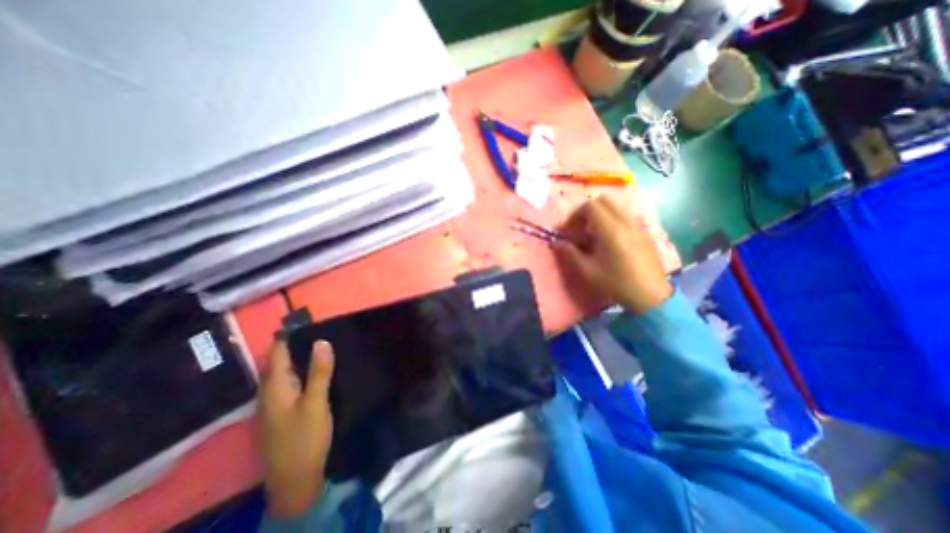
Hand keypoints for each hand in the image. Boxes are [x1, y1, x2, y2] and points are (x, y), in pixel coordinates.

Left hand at [259, 339, 335, 516]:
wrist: (294, 480)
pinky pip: (291, 383)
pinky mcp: (283, 412)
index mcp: (274, 387)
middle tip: (321, 329)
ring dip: (300, 358)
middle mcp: (270, 392)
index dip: (289, 335)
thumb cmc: (305, 439)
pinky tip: (318, 371)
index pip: (277, 352)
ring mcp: (275, 404)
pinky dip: (302, 372)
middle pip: (280, 361)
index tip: (307, 319)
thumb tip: (322, 341)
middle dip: (297, 344)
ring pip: (286, 372)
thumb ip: (319, 372)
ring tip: (323, 344)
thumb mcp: (316, 403)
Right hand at [555, 194, 670, 311]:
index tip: (569, 230)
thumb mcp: (588, 270)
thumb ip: (570, 253)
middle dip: (587, 211)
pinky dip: (613, 221)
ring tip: (594, 235)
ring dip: (601, 215)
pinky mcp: (645, 233)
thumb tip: (556, 242)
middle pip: (604, 200)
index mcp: (610, 229)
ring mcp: (638, 226)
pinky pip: (626, 217)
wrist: (651, 296)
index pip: (589, 206)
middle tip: (580, 228)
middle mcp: (625, 222)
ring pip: (616, 207)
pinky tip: (610, 241)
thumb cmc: (616, 283)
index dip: (574, 215)